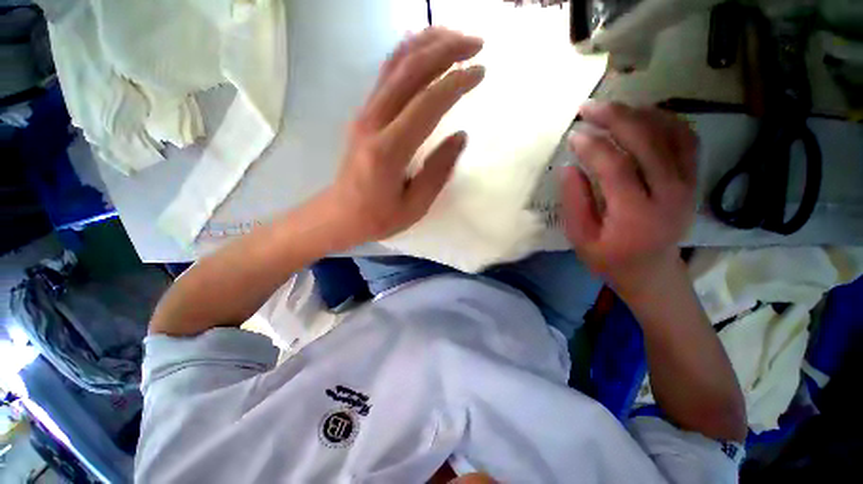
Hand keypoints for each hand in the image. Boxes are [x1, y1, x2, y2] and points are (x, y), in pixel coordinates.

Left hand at [323, 27, 484, 246]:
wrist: (339, 214)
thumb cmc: (377, 217)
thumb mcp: (415, 206)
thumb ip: (438, 171)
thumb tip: (461, 136)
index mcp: (388, 150)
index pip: (427, 103)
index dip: (456, 83)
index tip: (481, 72)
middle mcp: (373, 122)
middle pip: (410, 71)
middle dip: (446, 50)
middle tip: (477, 44)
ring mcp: (365, 114)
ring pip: (395, 64)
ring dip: (427, 44)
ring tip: (456, 37)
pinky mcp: (363, 114)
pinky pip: (386, 75)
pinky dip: (407, 54)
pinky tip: (424, 48)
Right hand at [559, 101, 697, 289]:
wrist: (652, 272)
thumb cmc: (610, 259)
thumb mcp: (581, 238)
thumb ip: (575, 202)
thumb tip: (569, 166)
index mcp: (636, 215)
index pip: (616, 167)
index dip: (592, 147)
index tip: (572, 135)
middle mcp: (669, 194)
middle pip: (647, 142)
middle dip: (615, 118)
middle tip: (588, 107)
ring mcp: (687, 184)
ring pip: (671, 134)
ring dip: (640, 114)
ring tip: (612, 109)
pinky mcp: (692, 179)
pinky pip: (686, 139)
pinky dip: (665, 120)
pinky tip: (643, 117)